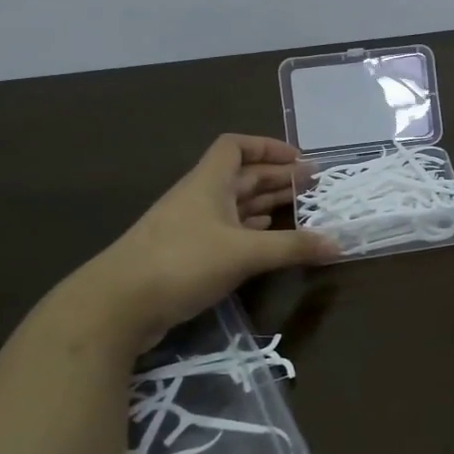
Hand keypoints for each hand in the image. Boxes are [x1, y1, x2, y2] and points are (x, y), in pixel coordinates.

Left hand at [66, 135, 335, 351]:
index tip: (299, 159)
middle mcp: (199, 198)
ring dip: (266, 205)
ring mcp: (190, 228)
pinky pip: (227, 233)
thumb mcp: (244, 253)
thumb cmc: (181, 263)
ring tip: (300, 210)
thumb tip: (338, 244)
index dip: (267, 146)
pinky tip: (269, 241)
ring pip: (235, 206)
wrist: (116, 306)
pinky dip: (251, 232)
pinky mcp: (186, 257)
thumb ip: (292, 247)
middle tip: (313, 186)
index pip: (235, 147)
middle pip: (242, 177)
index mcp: (208, 183)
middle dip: (277, 178)